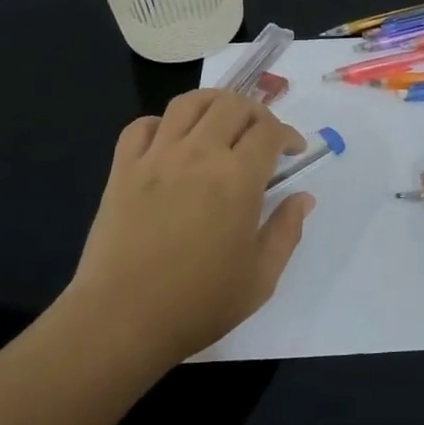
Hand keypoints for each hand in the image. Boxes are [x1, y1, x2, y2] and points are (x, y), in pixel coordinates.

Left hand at [66, 89, 311, 370]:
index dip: (288, 134)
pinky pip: (140, 126)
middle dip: (256, 113)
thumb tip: (303, 198)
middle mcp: (199, 154)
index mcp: (237, 178)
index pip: (269, 131)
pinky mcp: (122, 170)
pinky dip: (160, 124)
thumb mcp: (260, 277)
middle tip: (262, 135)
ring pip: (188, 103)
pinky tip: (170, 142)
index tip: (293, 151)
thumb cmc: (198, 303)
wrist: (121, 321)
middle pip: (233, 105)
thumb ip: (286, 231)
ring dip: (213, 103)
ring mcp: (156, 158)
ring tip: (221, 121)